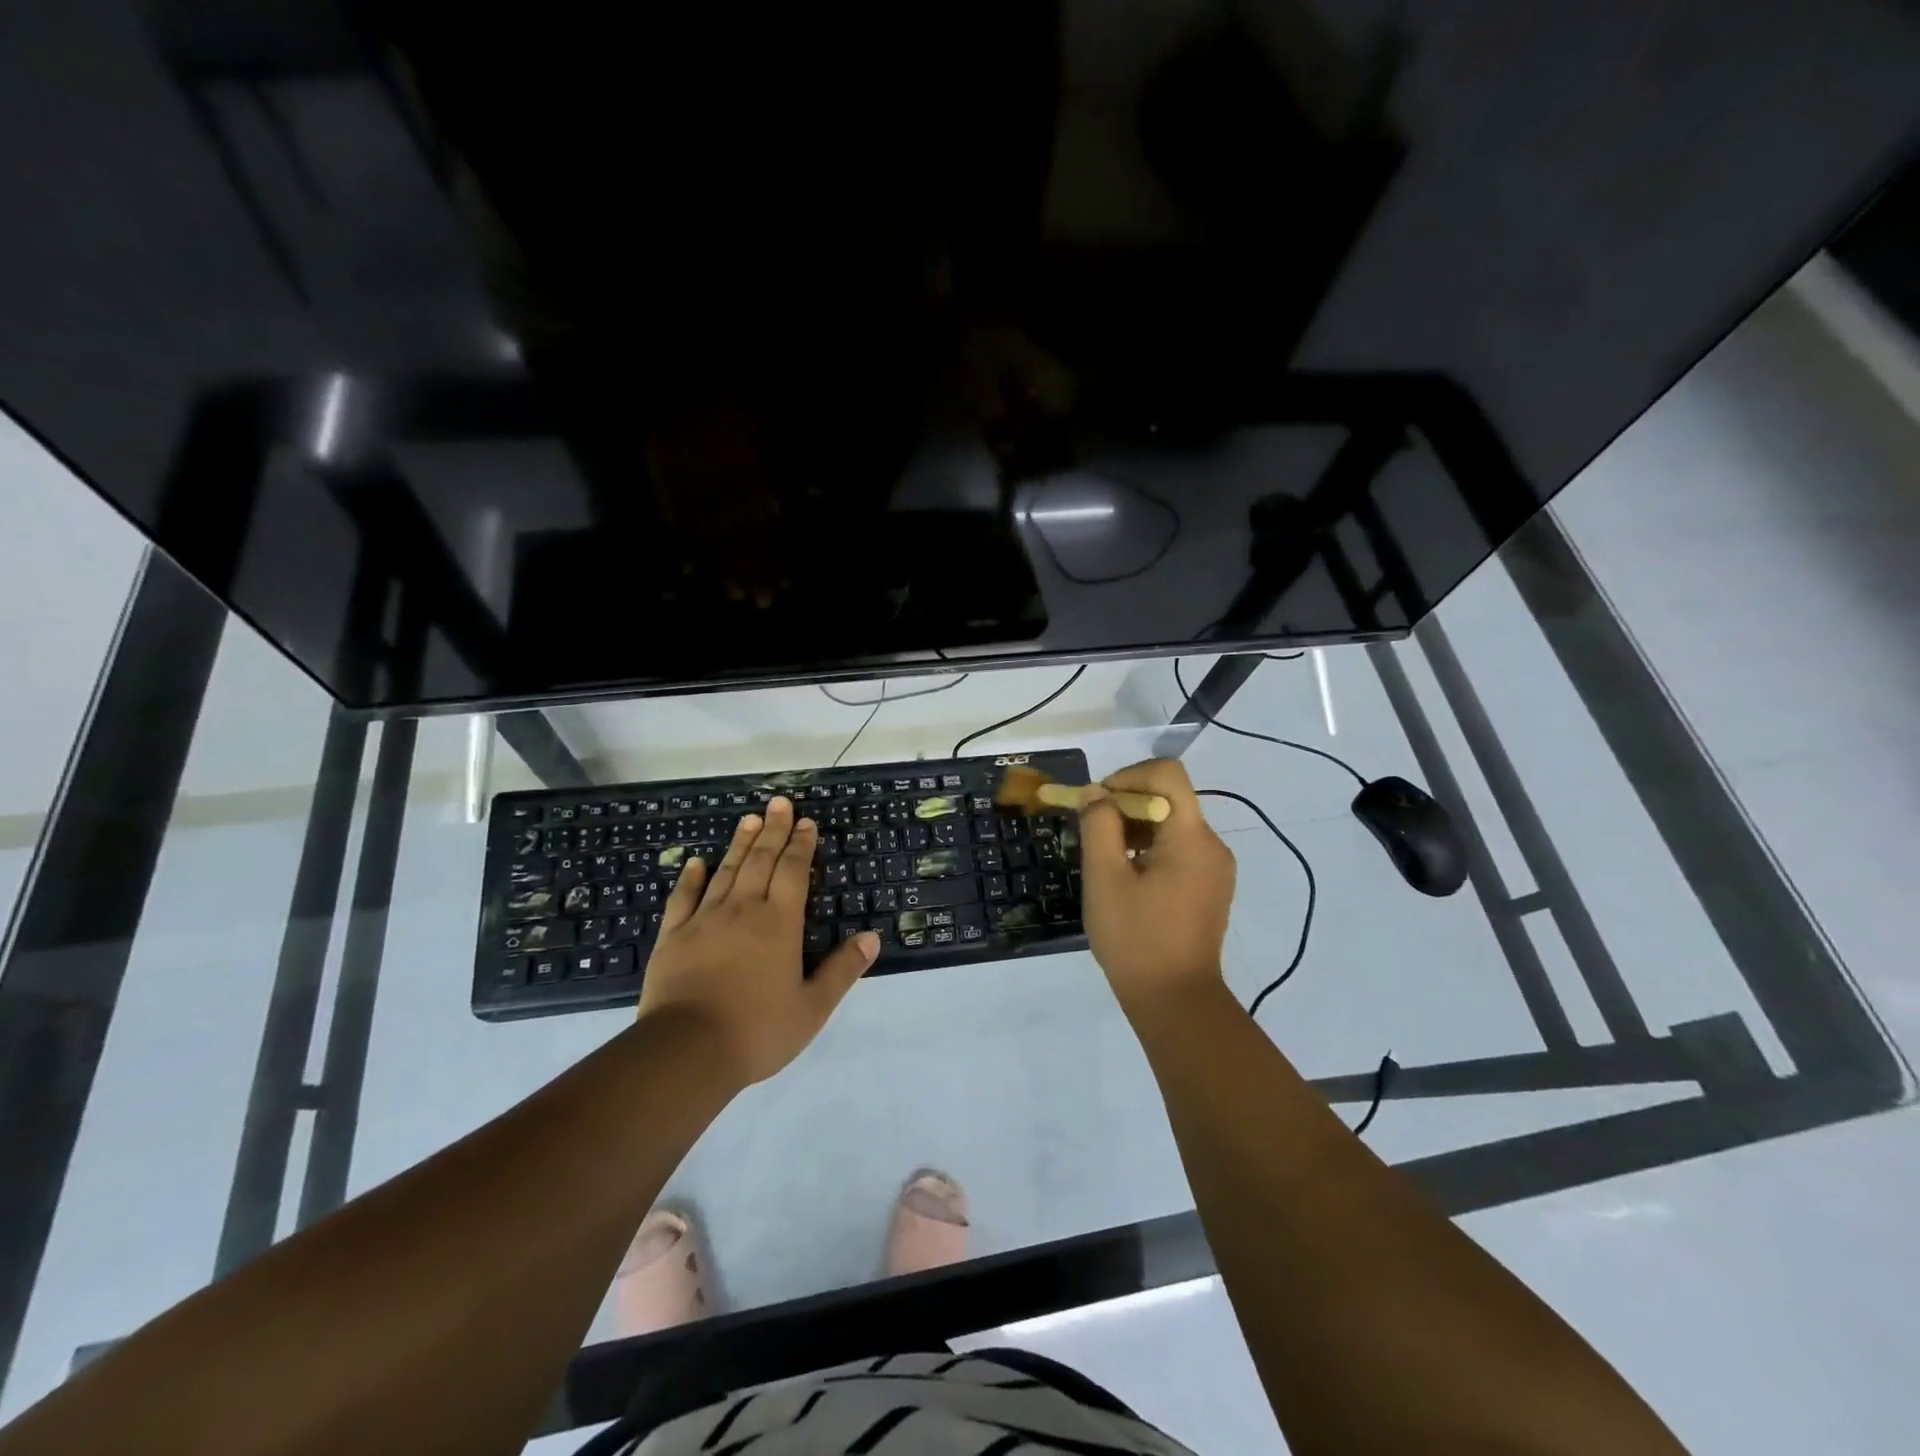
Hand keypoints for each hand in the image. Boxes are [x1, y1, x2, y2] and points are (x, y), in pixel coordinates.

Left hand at [637, 796, 877, 1084]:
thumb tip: (872, 938)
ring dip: (740, 843)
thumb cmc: (757, 1030)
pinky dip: (691, 877)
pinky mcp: (673, 936)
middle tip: (779, 802)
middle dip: (773, 830)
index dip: (801, 845)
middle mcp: (743, 910)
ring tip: (750, 818)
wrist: (686, 1052)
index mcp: (779, 923)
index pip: (793, 872)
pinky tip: (696, 862)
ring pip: (726, 871)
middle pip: (761, 860)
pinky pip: (683, 897)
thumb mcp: (812, 1007)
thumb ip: (842, 970)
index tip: (806, 822)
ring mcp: (704, 920)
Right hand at [1077, 759, 1235, 1014]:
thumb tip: (1096, 794)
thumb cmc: (1136, 938)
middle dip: (1125, 806)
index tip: (1098, 804)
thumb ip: (1098, 826)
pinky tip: (1127, 879)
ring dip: (1135, 829)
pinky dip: (1150, 850)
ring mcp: (1216, 868)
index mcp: (1191, 837)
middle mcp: (1212, 845)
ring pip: (1172, 825)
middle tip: (1092, 833)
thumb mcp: (1104, 878)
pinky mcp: (1211, 887)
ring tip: (1105, 860)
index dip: (1128, 776)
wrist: (1176, 1001)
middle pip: (1169, 799)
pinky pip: (1179, 850)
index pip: (1167, 774)